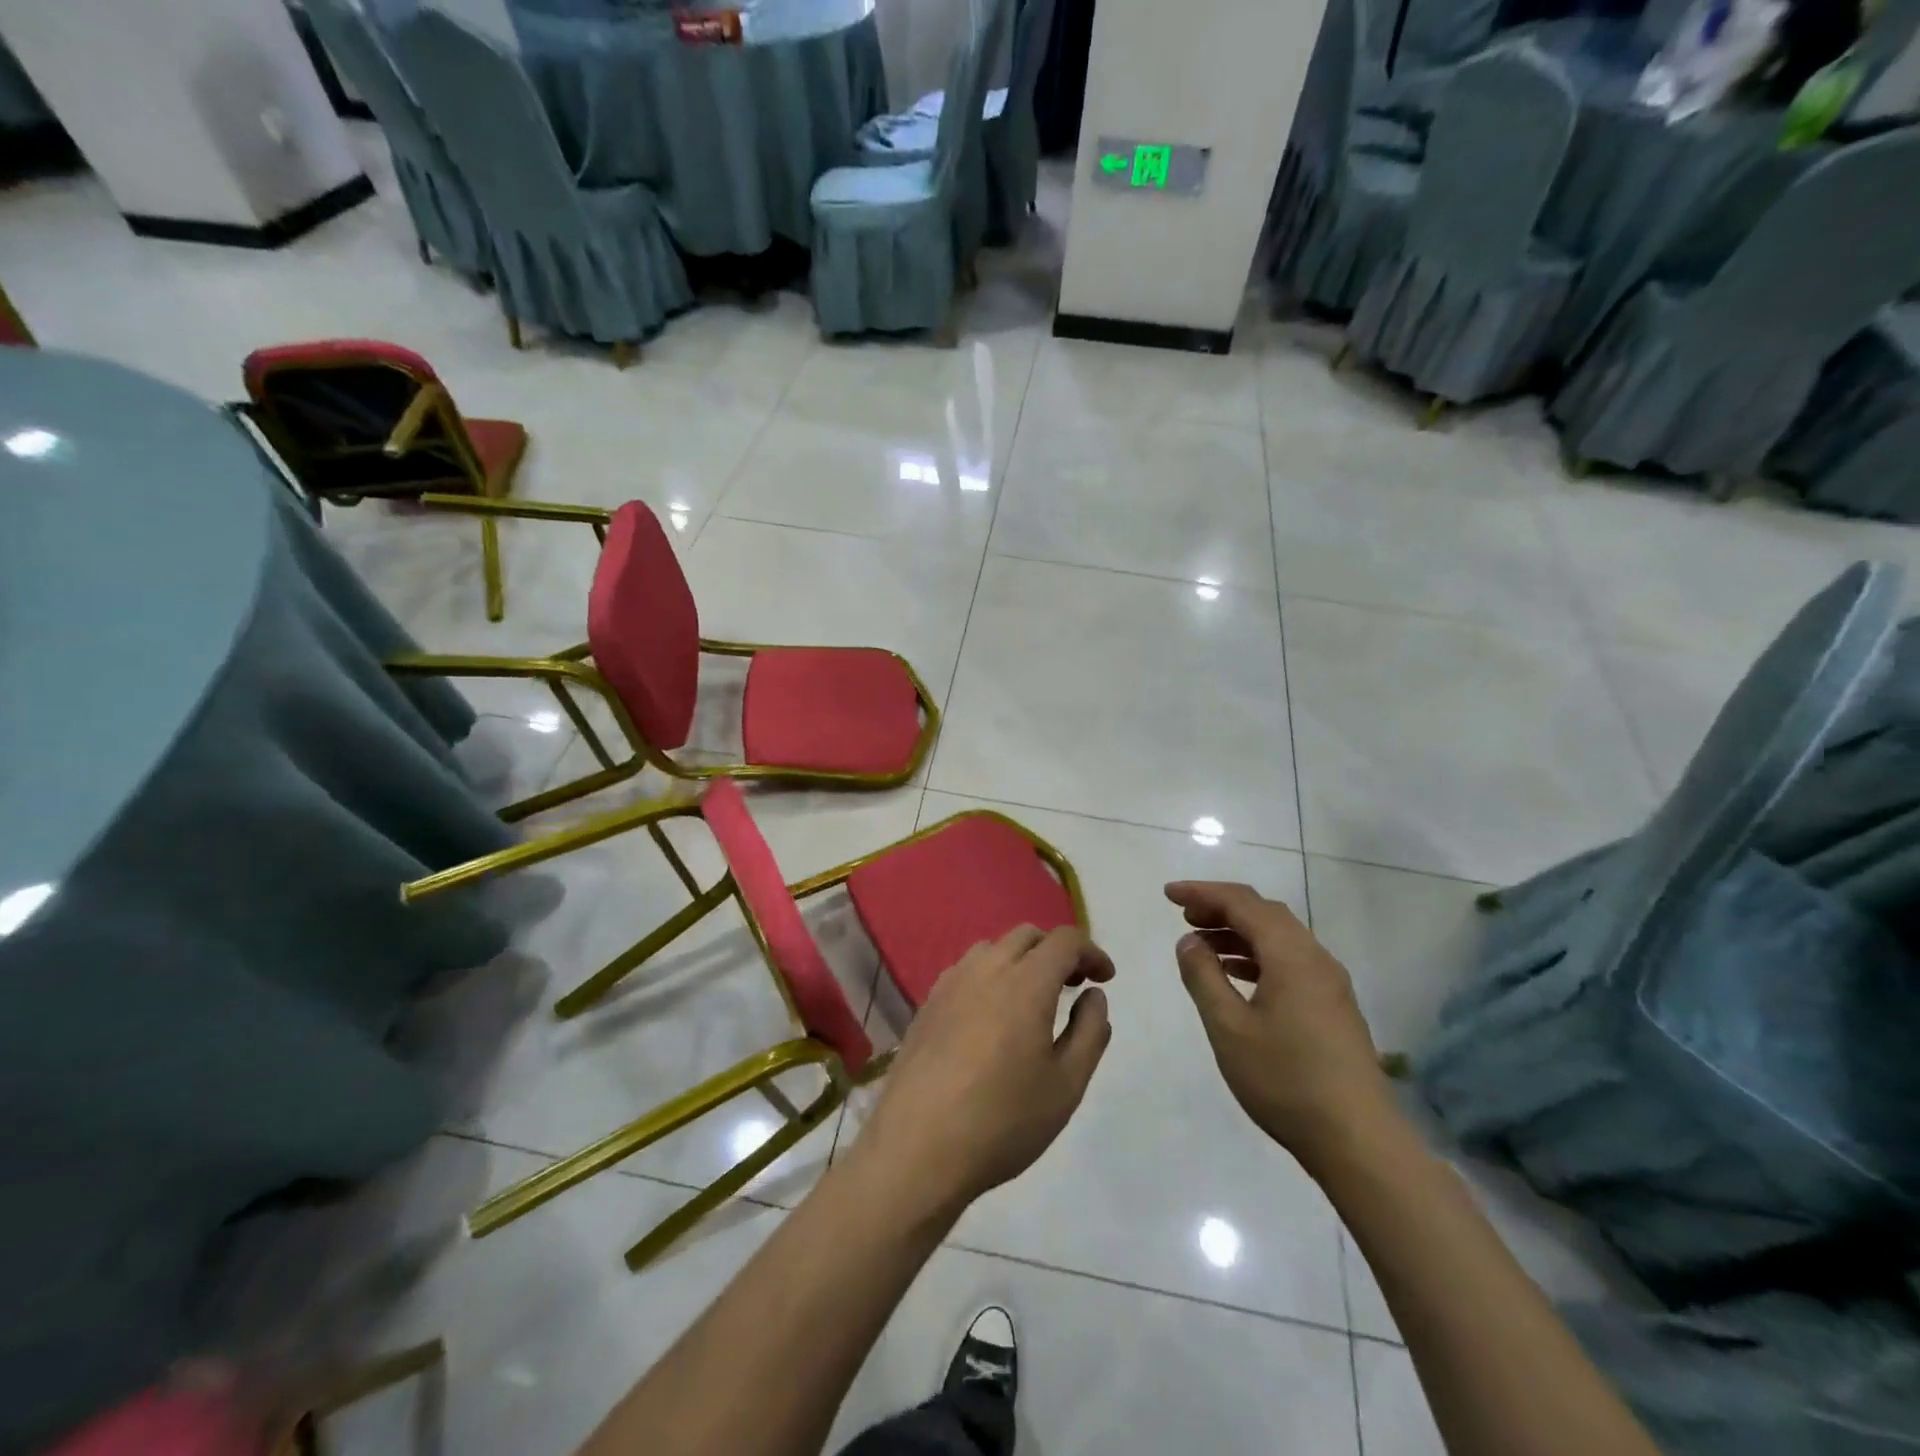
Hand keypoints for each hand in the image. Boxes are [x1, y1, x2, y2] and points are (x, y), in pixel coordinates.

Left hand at [852, 925, 1114, 1218]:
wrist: (917, 1148)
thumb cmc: (1003, 1120)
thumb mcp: (1067, 1085)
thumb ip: (1090, 1032)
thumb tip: (1093, 995)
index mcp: (1026, 982)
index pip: (1064, 941)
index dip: (1091, 951)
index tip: (1105, 978)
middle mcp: (986, 969)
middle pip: (1027, 936)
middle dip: (1056, 951)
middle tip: (1073, 986)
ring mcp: (950, 984)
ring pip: (992, 948)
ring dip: (1021, 960)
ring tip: (1033, 1000)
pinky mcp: (927, 1004)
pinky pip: (966, 971)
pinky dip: (990, 976)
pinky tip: (991, 1016)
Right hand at [1166, 881, 1395, 1171]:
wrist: (1358, 1141)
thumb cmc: (1286, 1080)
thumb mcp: (1229, 1028)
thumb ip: (1204, 977)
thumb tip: (1189, 941)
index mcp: (1291, 956)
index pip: (1243, 903)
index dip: (1203, 892)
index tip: (1169, 895)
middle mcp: (1315, 958)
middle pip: (1265, 913)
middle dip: (1222, 907)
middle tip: (1184, 916)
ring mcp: (1329, 983)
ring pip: (1280, 937)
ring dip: (1239, 931)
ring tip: (1202, 944)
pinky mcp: (1333, 1007)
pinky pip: (1290, 961)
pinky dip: (1257, 955)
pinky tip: (1237, 975)